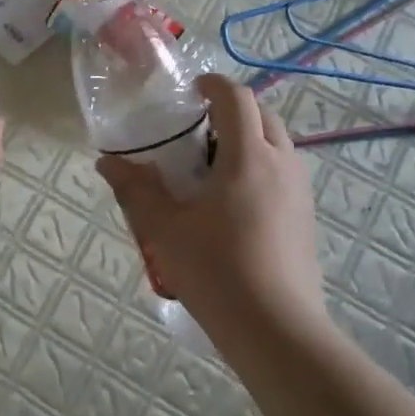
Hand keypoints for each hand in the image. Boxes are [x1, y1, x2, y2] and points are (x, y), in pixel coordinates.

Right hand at [96, 74, 323, 326]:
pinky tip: (232, 203)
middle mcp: (282, 164)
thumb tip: (107, 162)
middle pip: (264, 115)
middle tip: (197, 129)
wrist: (277, 330)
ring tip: (212, 166)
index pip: (237, 98)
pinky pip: (284, 173)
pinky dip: (260, 167)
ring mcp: (300, 192)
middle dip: (233, 110)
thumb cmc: (217, 270)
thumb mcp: (164, 229)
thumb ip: (135, 189)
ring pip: (278, 144)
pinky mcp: (306, 218)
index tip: (191, 90)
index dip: (213, 85)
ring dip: (248, 139)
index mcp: (248, 156)